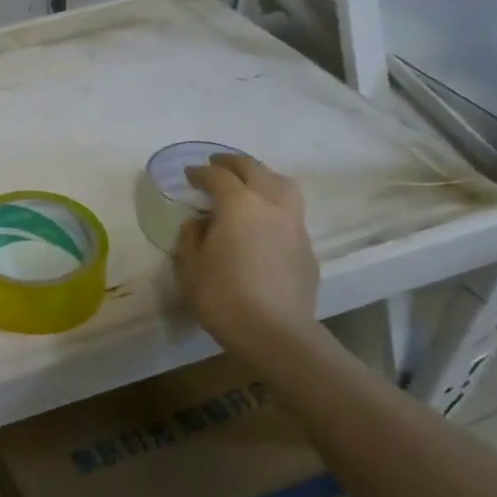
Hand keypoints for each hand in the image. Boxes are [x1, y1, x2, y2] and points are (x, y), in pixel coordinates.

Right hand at [173, 154, 319, 352]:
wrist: (275, 333)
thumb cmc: (222, 295)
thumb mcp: (190, 266)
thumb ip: (191, 238)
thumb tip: (198, 224)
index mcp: (239, 205)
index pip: (218, 177)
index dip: (200, 173)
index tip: (188, 175)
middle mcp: (271, 205)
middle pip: (255, 170)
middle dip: (233, 163)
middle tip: (216, 165)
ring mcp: (295, 225)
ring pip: (282, 186)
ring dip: (262, 178)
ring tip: (248, 184)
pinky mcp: (307, 248)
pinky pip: (290, 213)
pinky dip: (274, 206)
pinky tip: (262, 222)